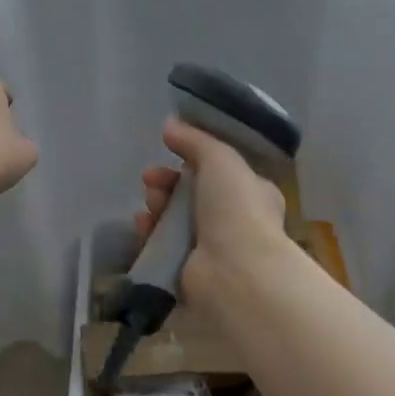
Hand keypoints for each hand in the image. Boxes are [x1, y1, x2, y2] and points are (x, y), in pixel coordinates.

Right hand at [135, 118, 286, 304]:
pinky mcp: (186, 271)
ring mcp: (209, 249)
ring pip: (172, 219)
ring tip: (149, 205)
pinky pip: (161, 246)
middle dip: (166, 183)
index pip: (215, 171)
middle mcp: (232, 221)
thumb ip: (194, 140)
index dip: (189, 160)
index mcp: (251, 193)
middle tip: (151, 180)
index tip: (168, 151)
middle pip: (189, 194)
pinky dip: (149, 234)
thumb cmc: (237, 210)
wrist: (234, 271)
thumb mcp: (221, 159)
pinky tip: (142, 227)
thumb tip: (170, 124)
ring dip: (156, 207)